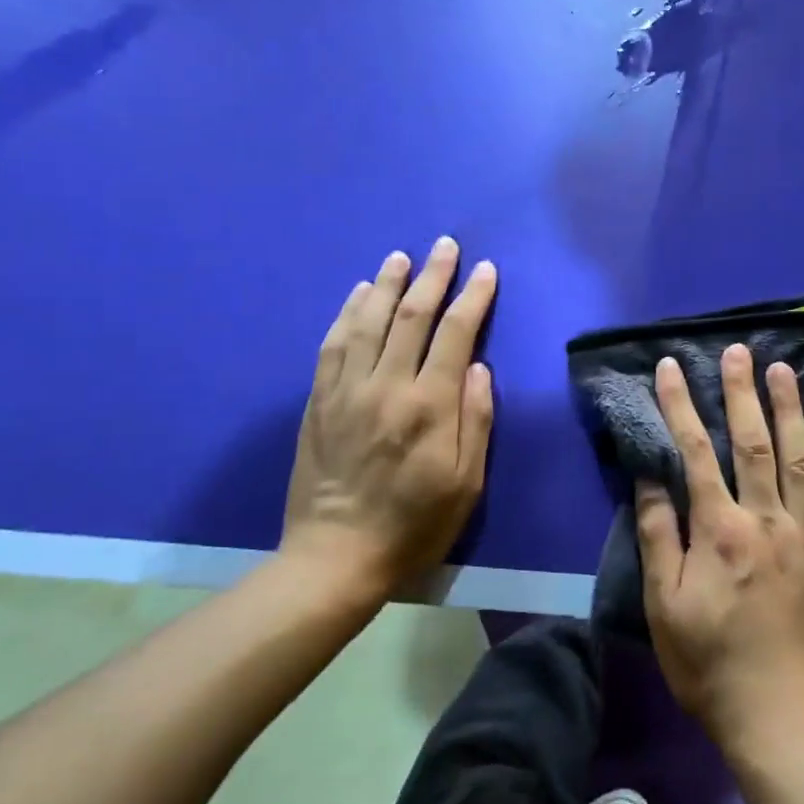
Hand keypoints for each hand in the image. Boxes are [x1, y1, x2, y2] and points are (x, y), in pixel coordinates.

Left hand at [280, 237, 497, 602]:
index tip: (485, 270)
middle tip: (445, 246)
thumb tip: (478, 367)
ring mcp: (346, 390)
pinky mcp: (318, 401)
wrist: (336, 557)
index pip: (456, 334)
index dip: (473, 297)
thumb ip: (475, 420)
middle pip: (412, 316)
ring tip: (402, 257)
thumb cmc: (415, 524)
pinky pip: (333, 344)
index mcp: (429, 406)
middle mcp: (386, 386)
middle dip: (433, 276)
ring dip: (388, 284)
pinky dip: (348, 312)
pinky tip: (359, 294)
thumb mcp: (466, 483)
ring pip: (368, 320)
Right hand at [636, 345, 803, 753]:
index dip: (680, 405)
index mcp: (719, 530)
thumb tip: (649, 477)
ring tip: (784, 369)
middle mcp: (766, 519)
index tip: (671, 367)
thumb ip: (657, 536)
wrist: (782, 717)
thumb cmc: (711, 664)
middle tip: (738, 351)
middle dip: (740, 392)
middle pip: (752, 442)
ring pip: (801, 457)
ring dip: (791, 409)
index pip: (694, 452)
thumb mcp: (663, 606)